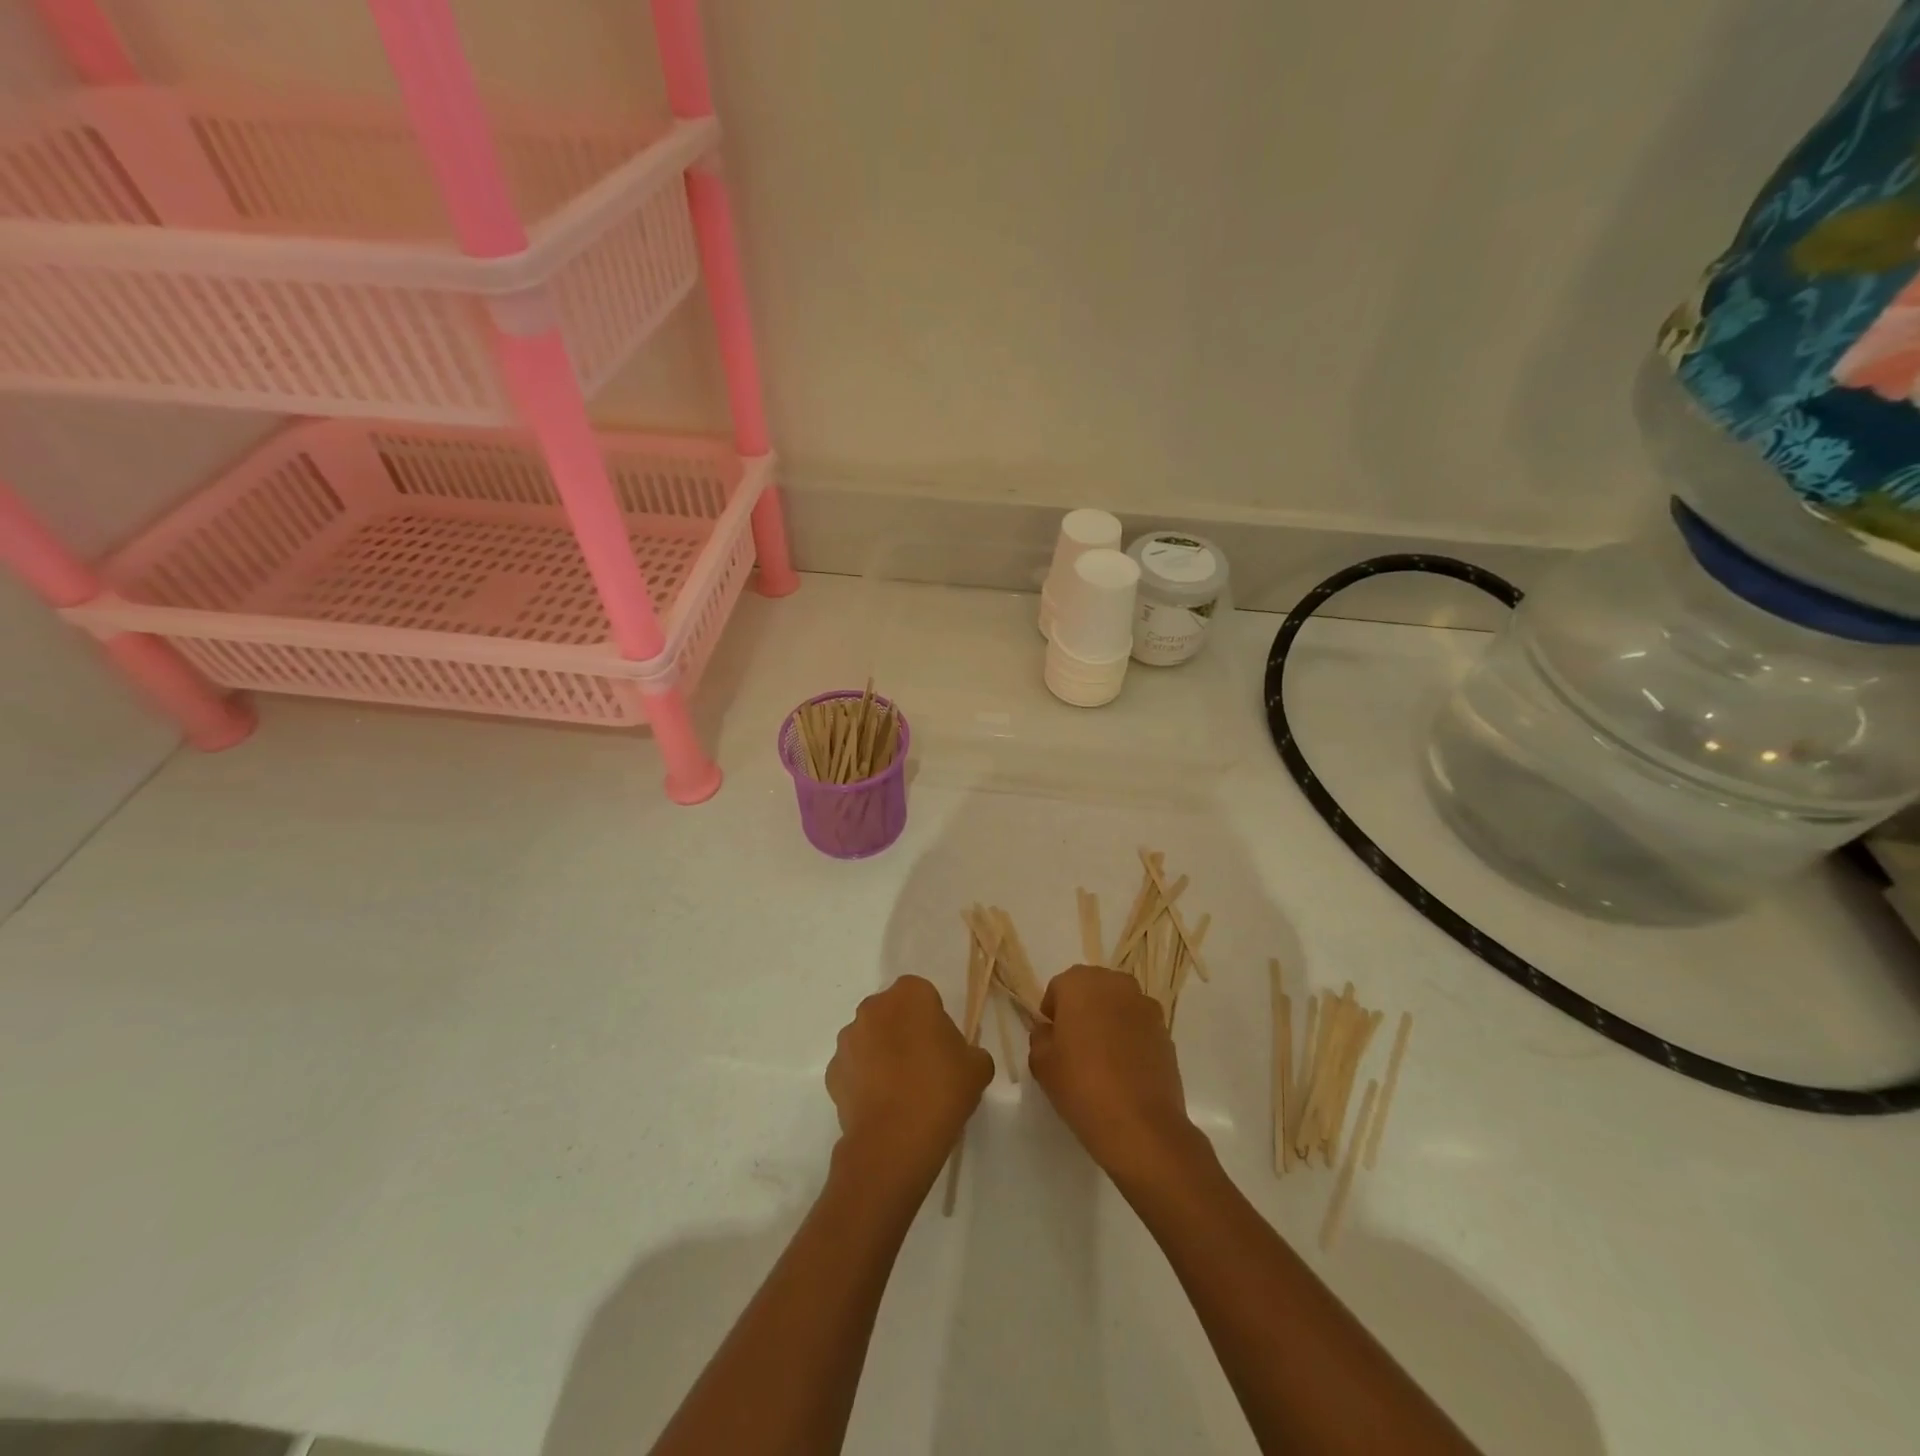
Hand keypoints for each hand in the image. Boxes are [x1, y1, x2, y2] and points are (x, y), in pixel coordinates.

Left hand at [826, 976, 993, 1186]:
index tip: (942, 1045)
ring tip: (901, 1091)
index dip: (932, 1018)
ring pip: (869, 1038)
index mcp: (910, 995)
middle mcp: (873, 1008)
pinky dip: (864, 1080)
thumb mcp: (977, 1067)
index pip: (922, 994)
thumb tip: (960, 1058)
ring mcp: (848, 1040)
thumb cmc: (941, 1090)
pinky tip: (882, 1106)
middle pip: (892, 1013)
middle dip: (904, 1031)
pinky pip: (853, 1069)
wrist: (895, 1140)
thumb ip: (970, 1052)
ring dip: (881, 1054)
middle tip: (924, 1065)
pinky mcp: (832, 1072)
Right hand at [1028, 965, 1206, 1185]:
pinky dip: (1130, 1037)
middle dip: (1082, 1010)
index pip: (1059, 987)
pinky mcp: (1165, 1031)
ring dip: (1108, 1021)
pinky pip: (1139, 1026)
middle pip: (1091, 989)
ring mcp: (1145, 1006)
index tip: (1052, 1040)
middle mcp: (1115, 984)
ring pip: (1118, 1005)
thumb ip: (1040, 1038)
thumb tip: (1049, 1031)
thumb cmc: (1081, 1085)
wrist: (1139, 1123)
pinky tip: (1125, 1069)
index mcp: (1080, 983)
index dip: (1052, 1013)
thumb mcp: (1041, 1063)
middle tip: (1075, 1045)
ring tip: (1102, 1058)